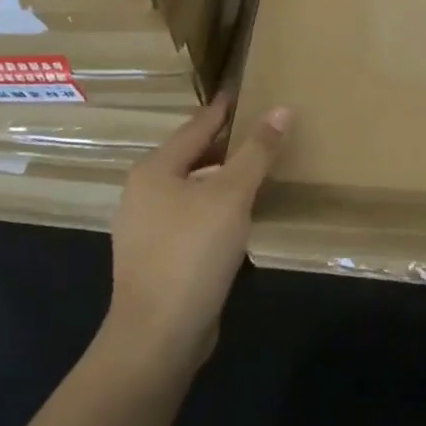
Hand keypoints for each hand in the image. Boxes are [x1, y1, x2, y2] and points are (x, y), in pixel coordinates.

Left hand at [106, 95, 289, 371]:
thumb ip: (256, 152)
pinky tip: (239, 215)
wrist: (158, 334)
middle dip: (224, 144)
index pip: (195, 126)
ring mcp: (146, 229)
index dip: (223, 109)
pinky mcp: (157, 258)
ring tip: (256, 169)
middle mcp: (143, 194)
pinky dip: (215, 208)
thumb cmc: (192, 252)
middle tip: (260, 130)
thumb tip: (281, 110)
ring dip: (221, 178)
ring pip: (191, 190)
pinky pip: (191, 218)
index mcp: (154, 170)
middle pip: (190, 157)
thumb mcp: (231, 196)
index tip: (244, 92)